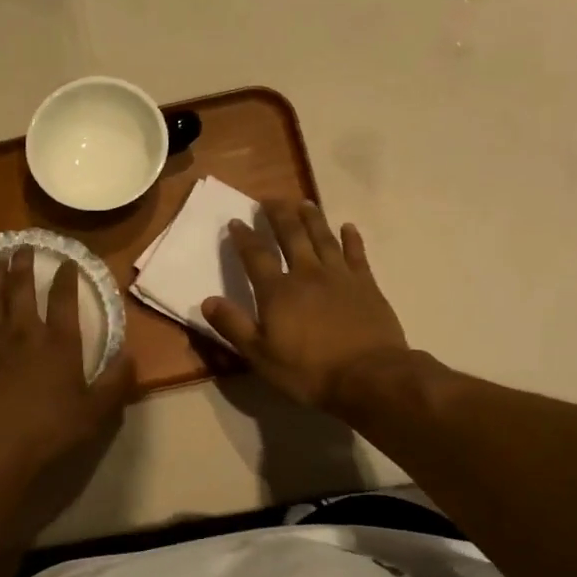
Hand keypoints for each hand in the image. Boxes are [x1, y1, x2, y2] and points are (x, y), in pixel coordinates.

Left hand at [0, 247, 134, 468]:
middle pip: (22, 288)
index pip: (64, 299)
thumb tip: (130, 355)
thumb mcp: (95, 410)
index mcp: (59, 342)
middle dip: (23, 264)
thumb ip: (115, 382)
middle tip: (23, 247)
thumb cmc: (51, 428)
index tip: (67, 261)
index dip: (67, 277)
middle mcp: (25, 332)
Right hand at [202, 201, 408, 409]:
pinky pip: (356, 254)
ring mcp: (340, 276)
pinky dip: (351, 238)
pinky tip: (347, 227)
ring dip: (312, 218)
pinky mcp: (366, 285)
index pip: (256, 256)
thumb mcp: (260, 355)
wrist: (369, 377)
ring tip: (304, 203)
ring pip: (323, 238)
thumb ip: (233, 326)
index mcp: (277, 291)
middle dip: (278, 215)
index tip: (235, 221)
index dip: (244, 237)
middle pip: (291, 236)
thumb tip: (207, 300)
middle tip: (270, 199)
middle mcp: (307, 274)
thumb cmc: (308, 371)